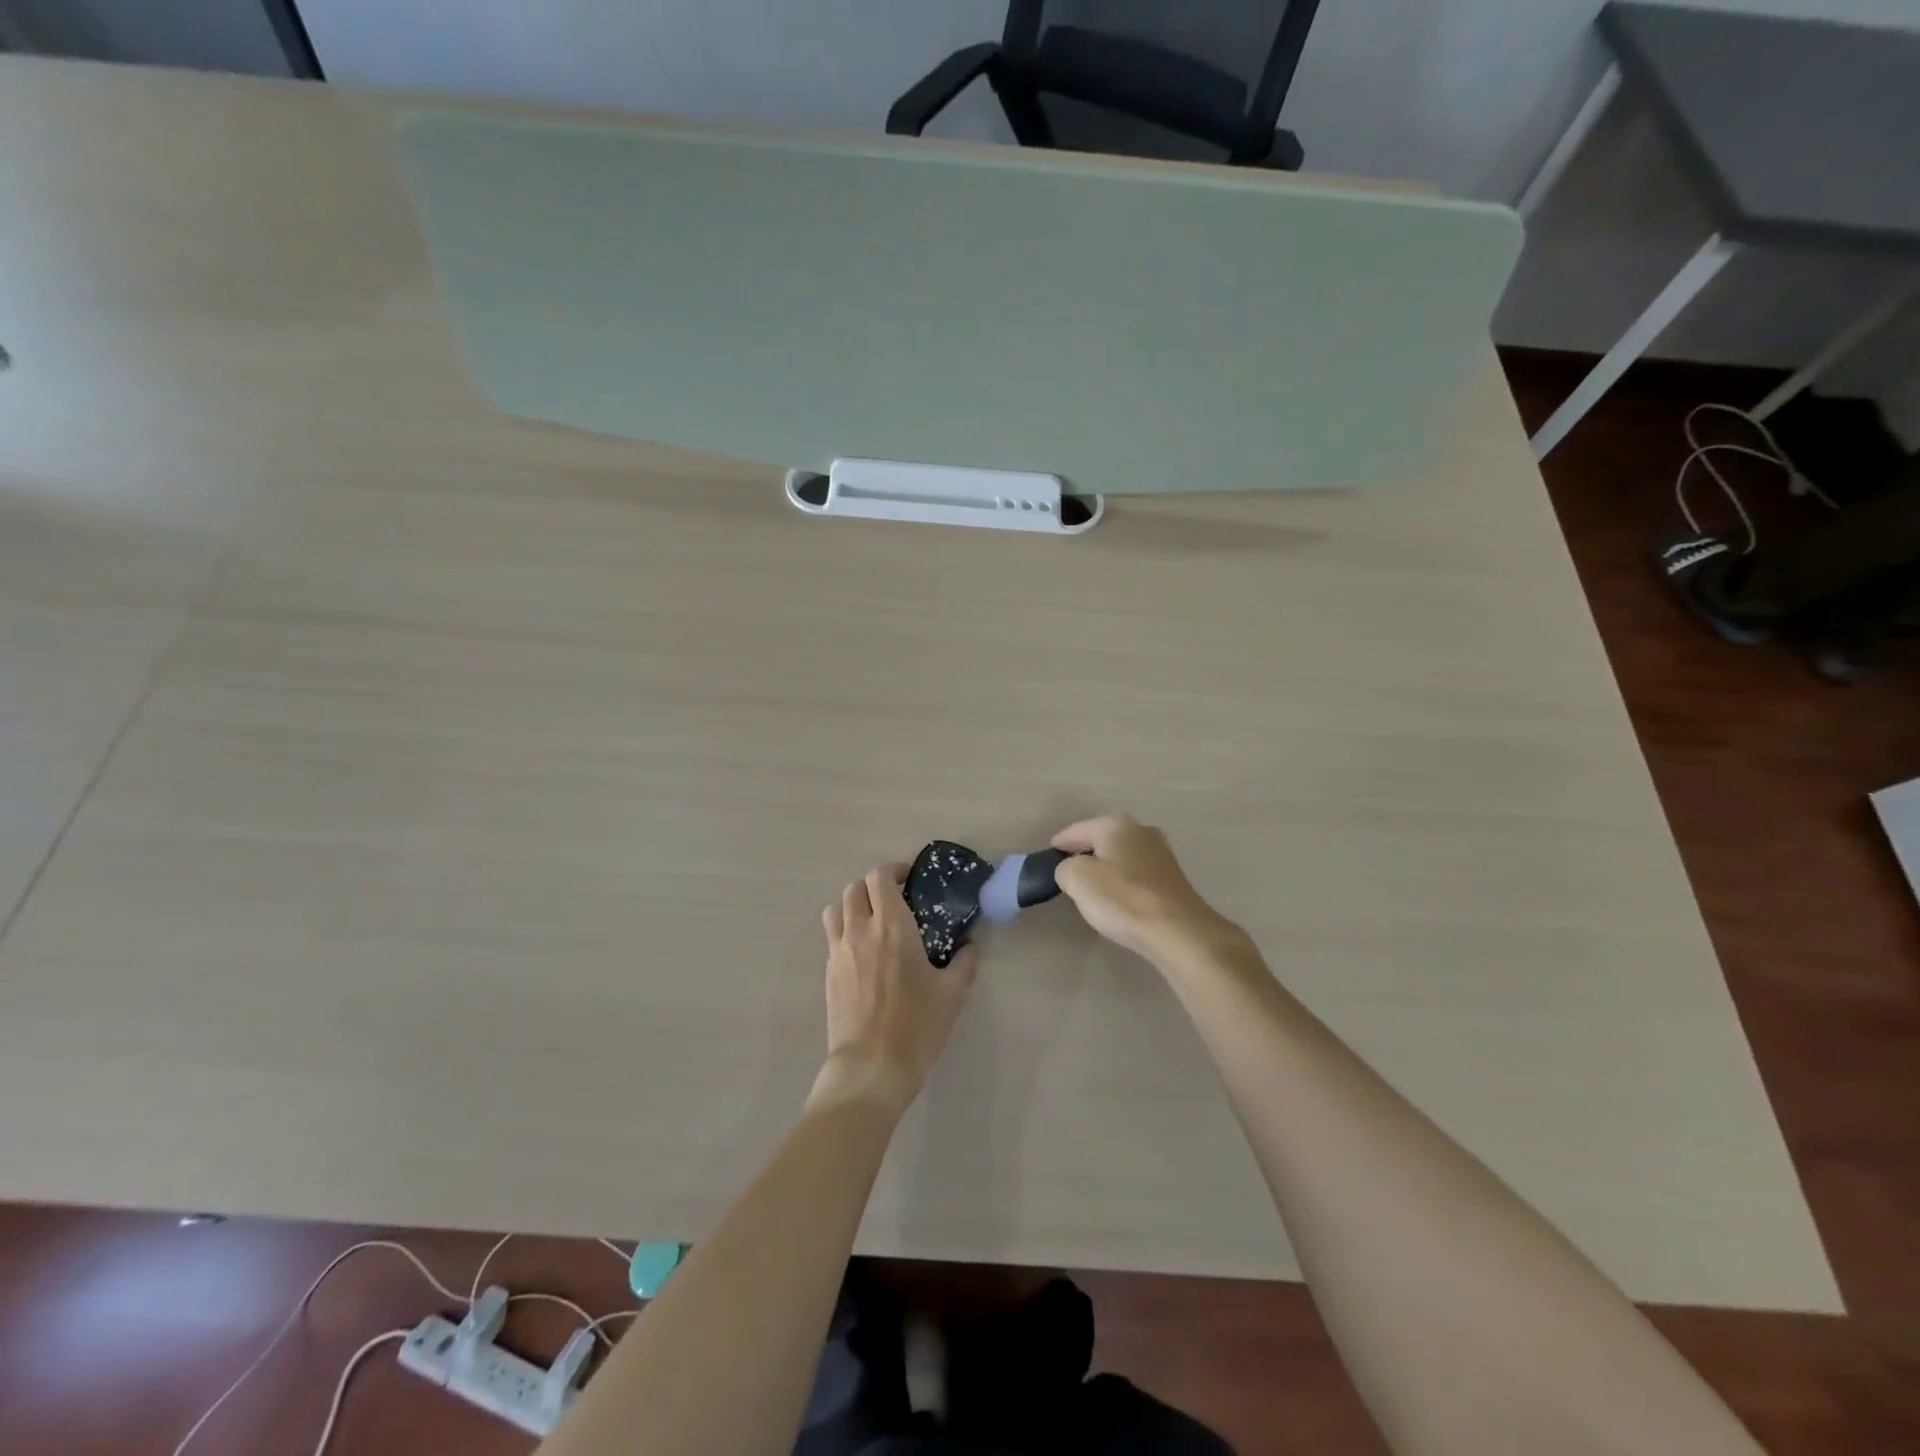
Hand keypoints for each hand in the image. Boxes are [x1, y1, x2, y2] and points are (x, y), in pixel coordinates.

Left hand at [811, 864, 979, 1114]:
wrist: (871, 1066)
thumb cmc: (916, 1025)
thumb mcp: (953, 993)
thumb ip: (964, 962)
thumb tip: (969, 947)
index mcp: (892, 926)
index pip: (880, 877)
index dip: (893, 871)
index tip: (909, 881)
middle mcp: (860, 930)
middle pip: (855, 888)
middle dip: (873, 886)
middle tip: (894, 900)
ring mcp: (839, 951)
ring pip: (836, 909)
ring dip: (853, 905)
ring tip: (872, 921)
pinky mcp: (828, 973)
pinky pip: (832, 937)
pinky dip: (845, 932)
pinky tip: (863, 953)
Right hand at [1051, 814, 1237, 963]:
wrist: (1178, 931)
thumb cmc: (1123, 898)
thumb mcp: (1077, 879)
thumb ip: (1065, 868)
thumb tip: (1072, 870)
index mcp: (1116, 824)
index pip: (1078, 830)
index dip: (1061, 842)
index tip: (1049, 854)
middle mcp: (1141, 831)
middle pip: (1103, 839)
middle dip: (1085, 851)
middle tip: (1068, 869)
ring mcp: (1161, 854)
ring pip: (1122, 855)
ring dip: (1107, 867)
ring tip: (1091, 886)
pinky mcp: (1172, 878)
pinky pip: (1137, 873)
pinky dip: (1124, 881)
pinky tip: (1118, 898)